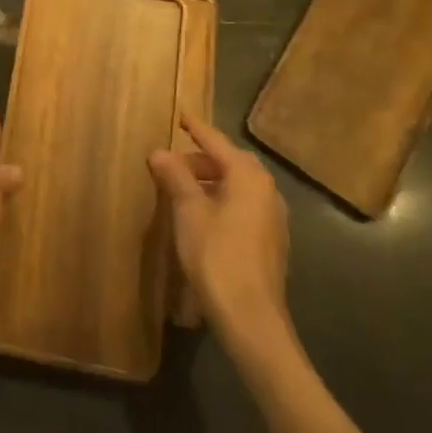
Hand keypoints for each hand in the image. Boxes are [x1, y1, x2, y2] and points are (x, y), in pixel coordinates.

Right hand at [150, 114, 292, 342]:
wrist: (251, 317)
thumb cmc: (217, 255)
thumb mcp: (188, 211)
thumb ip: (175, 177)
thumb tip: (159, 152)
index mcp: (248, 176)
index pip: (217, 142)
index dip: (196, 128)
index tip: (180, 115)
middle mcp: (267, 190)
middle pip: (230, 162)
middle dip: (200, 159)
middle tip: (172, 162)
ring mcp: (273, 217)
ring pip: (237, 185)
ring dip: (210, 181)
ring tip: (181, 188)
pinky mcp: (271, 240)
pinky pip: (243, 205)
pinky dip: (221, 199)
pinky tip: (202, 214)